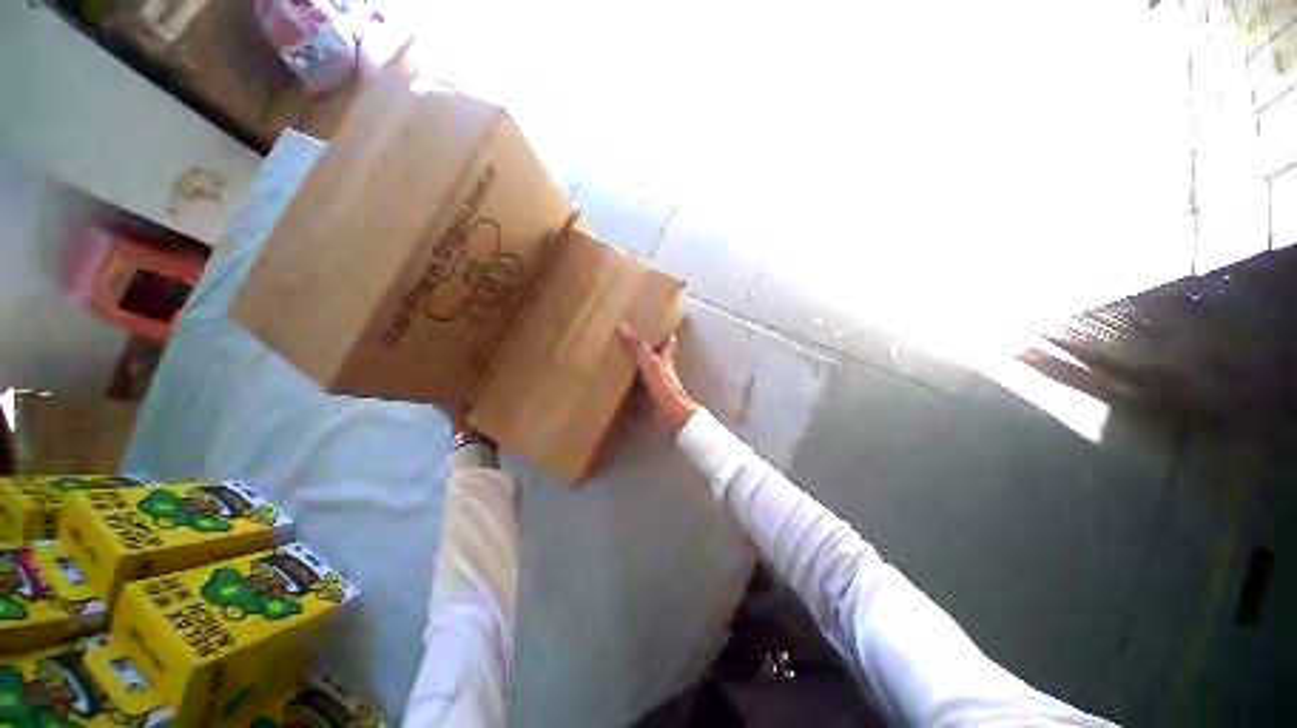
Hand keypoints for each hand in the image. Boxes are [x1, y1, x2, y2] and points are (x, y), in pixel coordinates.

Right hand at [619, 323, 699, 434]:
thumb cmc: (665, 387)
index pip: (668, 348)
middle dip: (653, 357)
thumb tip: (624, 326)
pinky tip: (625, 396)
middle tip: (642, 349)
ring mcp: (659, 391)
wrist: (673, 417)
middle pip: (660, 363)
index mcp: (666, 363)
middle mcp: (664, 376)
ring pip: (650, 379)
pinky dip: (635, 395)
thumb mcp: (650, 363)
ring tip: (628, 369)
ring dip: (642, 375)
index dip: (668, 341)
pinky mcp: (653, 404)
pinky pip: (641, 396)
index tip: (670, 333)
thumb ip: (638, 347)